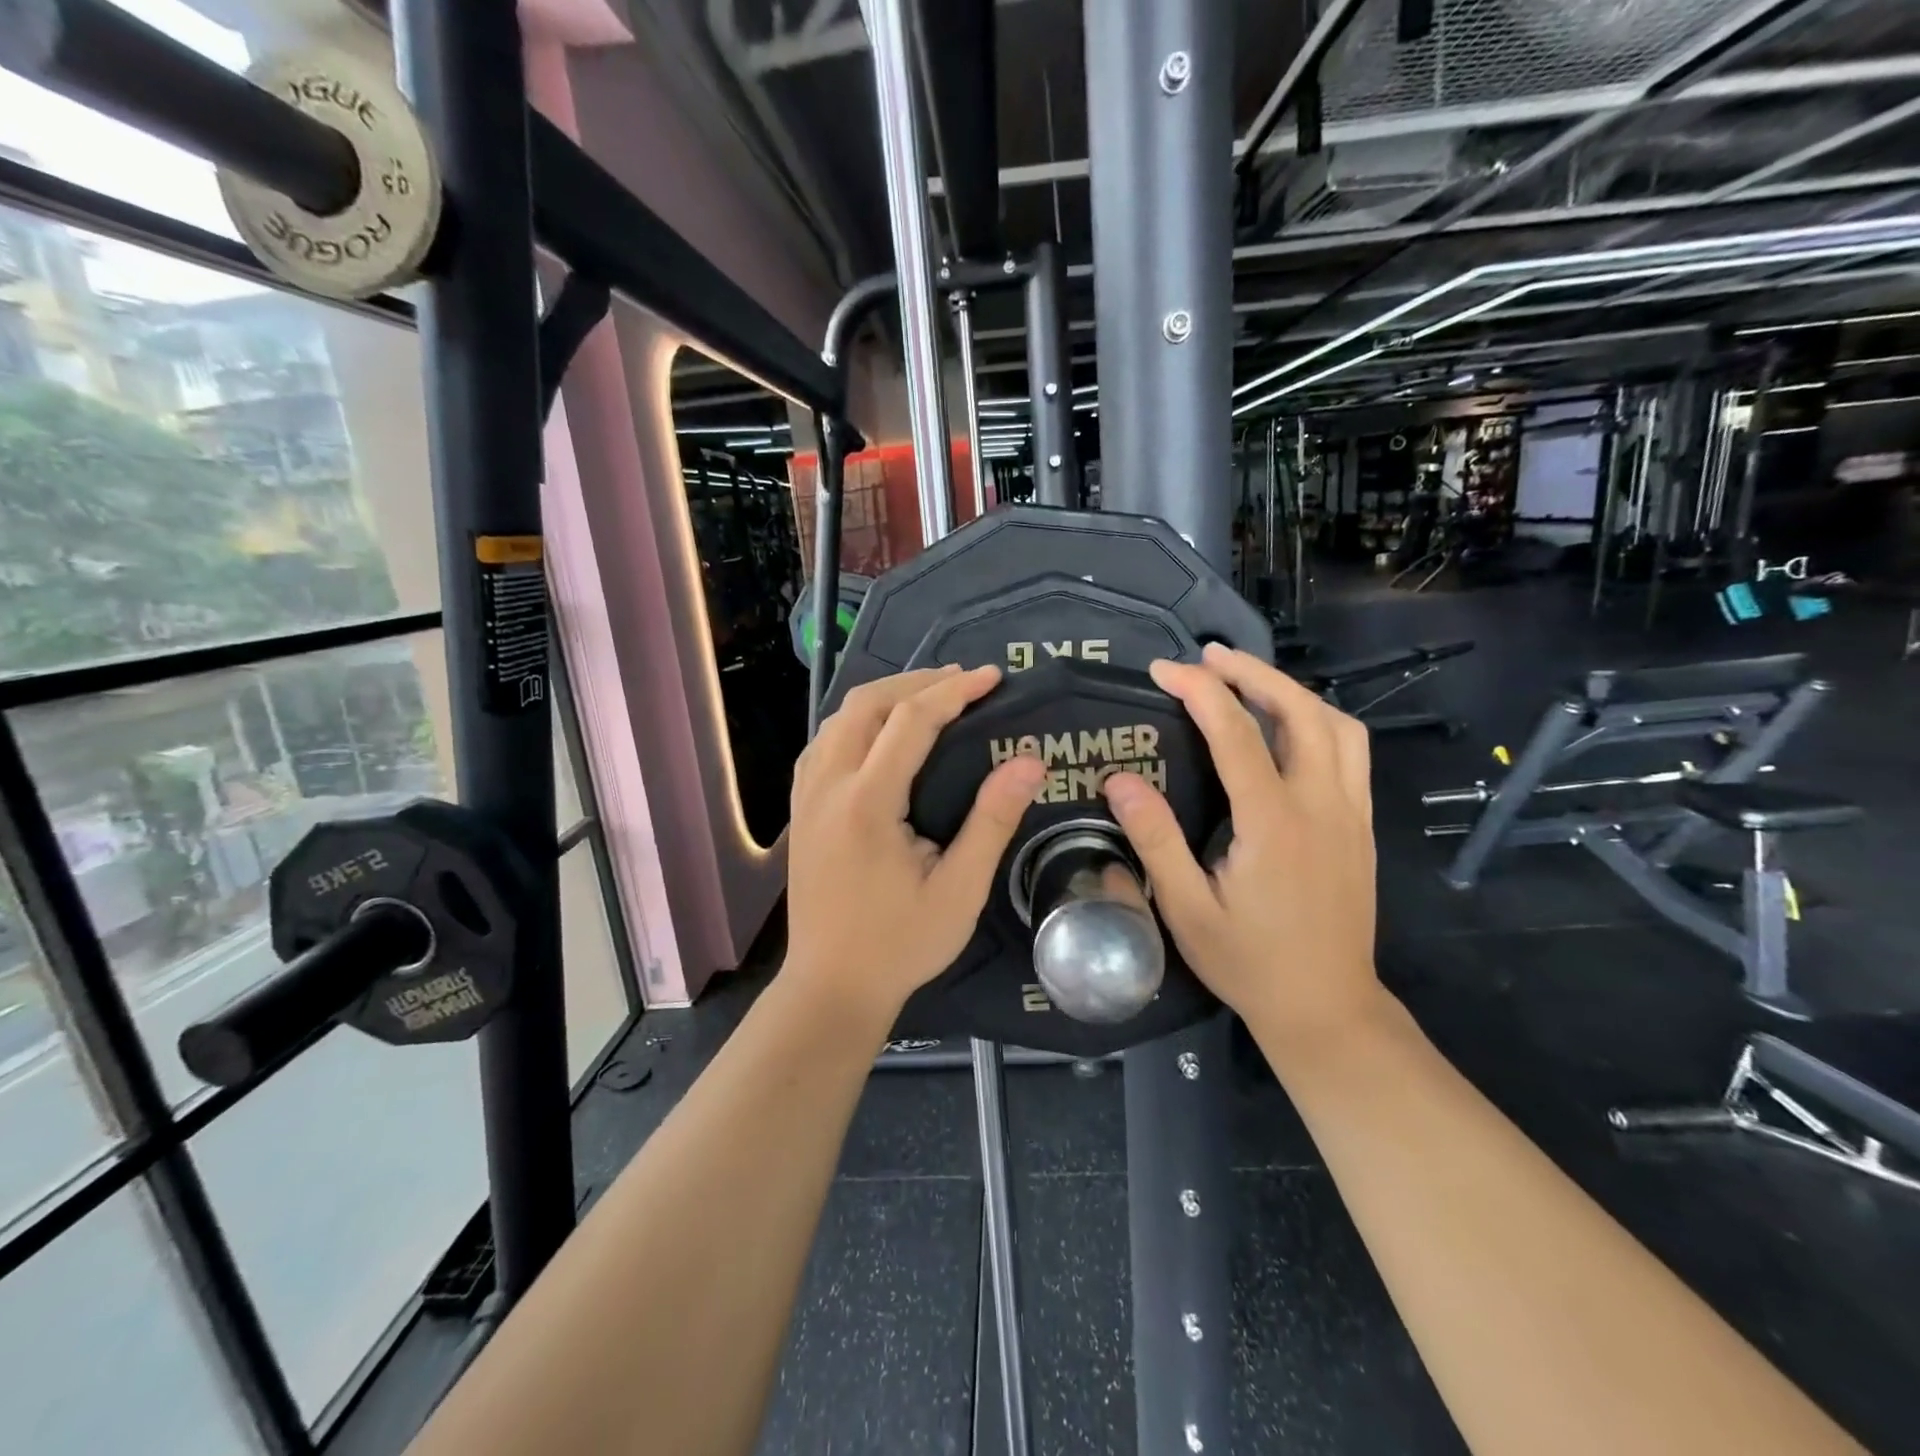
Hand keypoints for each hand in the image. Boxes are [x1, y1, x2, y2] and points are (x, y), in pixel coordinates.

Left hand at [785, 665, 1047, 1026]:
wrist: (830, 986)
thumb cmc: (900, 944)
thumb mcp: (959, 890)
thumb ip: (991, 821)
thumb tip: (1028, 763)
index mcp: (867, 802)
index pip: (910, 721)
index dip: (954, 692)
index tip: (992, 677)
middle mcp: (828, 786)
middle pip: (866, 704)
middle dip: (916, 681)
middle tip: (963, 682)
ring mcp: (806, 796)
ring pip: (838, 718)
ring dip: (884, 697)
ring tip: (929, 698)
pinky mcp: (800, 809)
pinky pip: (824, 742)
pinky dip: (857, 722)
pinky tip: (881, 734)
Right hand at [1101, 643, 1382, 1045]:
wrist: (1326, 1009)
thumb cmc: (1249, 962)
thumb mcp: (1187, 910)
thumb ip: (1156, 840)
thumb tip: (1120, 781)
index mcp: (1274, 823)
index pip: (1237, 734)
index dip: (1199, 691)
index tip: (1162, 670)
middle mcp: (1321, 805)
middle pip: (1300, 712)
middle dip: (1253, 673)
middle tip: (1209, 656)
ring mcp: (1350, 814)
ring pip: (1336, 725)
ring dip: (1291, 692)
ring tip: (1248, 681)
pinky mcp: (1360, 826)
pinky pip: (1350, 753)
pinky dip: (1319, 721)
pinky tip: (1289, 728)